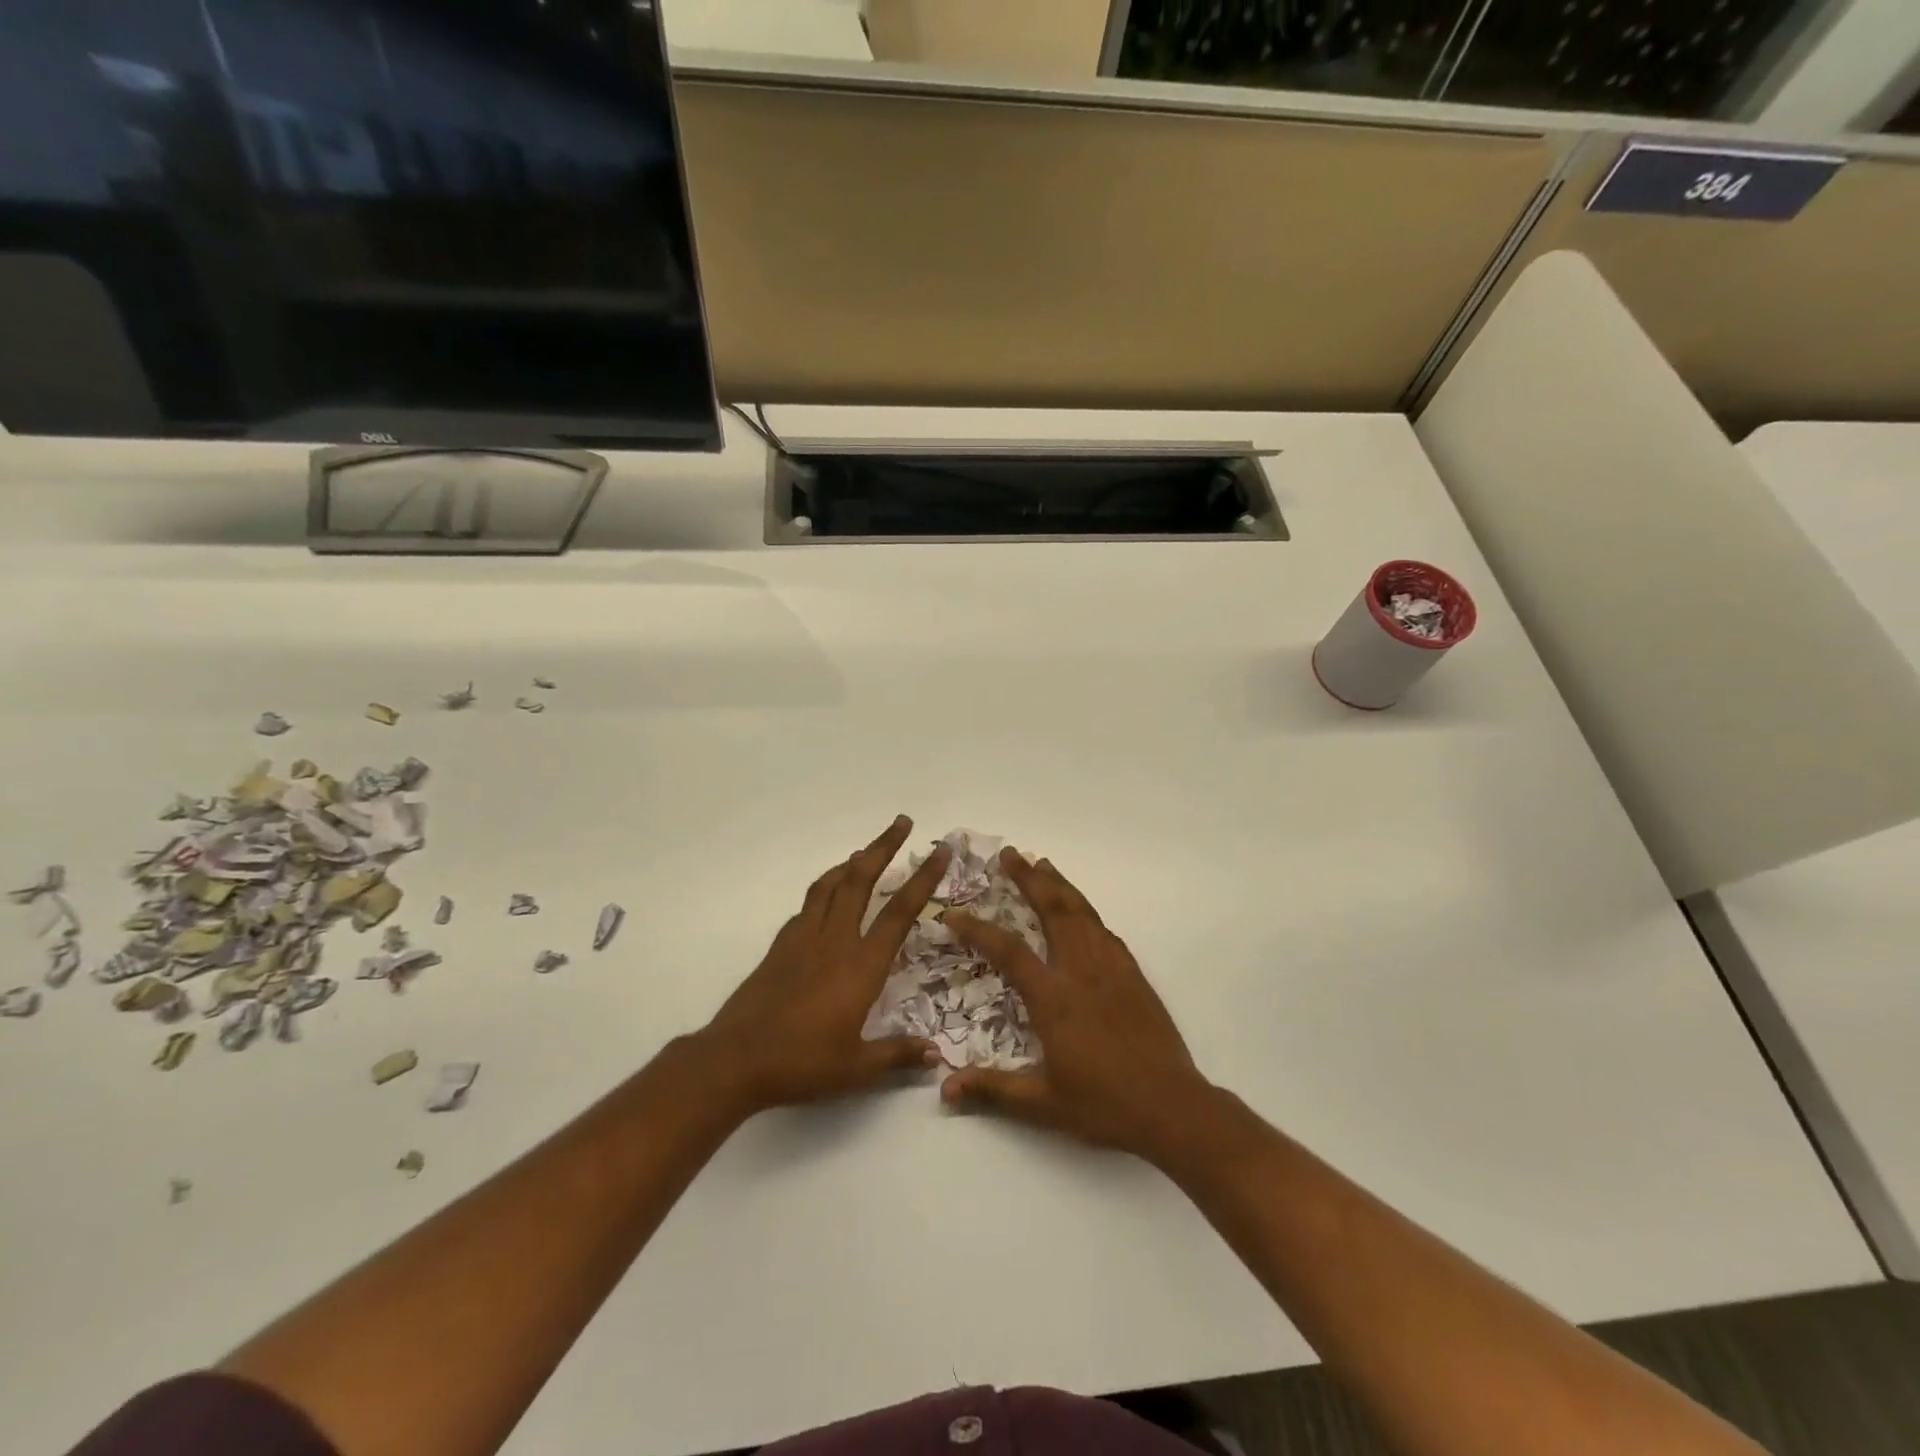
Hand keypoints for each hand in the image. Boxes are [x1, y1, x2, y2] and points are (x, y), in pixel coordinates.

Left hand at [697, 816, 949, 1114]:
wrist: (736, 1059)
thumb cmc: (802, 1062)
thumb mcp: (856, 1068)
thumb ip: (897, 1055)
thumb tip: (935, 1055)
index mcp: (862, 965)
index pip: (899, 912)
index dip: (923, 879)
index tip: (939, 851)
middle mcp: (835, 940)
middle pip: (861, 880)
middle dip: (884, 847)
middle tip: (902, 822)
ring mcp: (804, 938)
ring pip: (831, 884)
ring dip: (852, 861)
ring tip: (866, 850)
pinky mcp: (781, 945)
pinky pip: (809, 903)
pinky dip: (825, 887)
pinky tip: (828, 895)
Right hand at [941, 849, 1214, 1163]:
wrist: (1172, 1106)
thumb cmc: (1104, 1105)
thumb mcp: (1043, 1104)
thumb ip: (994, 1090)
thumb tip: (945, 1090)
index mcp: (1054, 999)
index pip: (1009, 951)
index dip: (979, 930)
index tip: (954, 914)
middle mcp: (1081, 972)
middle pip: (1053, 911)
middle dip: (1029, 879)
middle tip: (1011, 854)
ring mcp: (1111, 969)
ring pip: (1082, 913)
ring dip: (1060, 885)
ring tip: (1042, 864)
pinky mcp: (1133, 975)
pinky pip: (1106, 931)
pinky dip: (1088, 912)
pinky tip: (1082, 911)